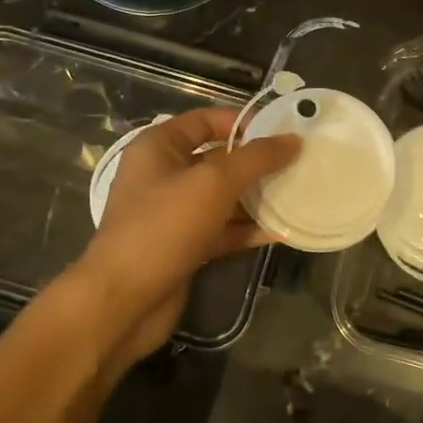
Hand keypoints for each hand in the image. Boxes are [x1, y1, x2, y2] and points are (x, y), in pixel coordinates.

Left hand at [80, 108, 299, 369]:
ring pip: (222, 197)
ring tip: (296, 195)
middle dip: (256, 163)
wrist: (124, 301)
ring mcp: (172, 213)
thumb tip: (293, 140)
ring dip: (256, 197)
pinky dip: (246, 229)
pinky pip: (221, 229)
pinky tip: (280, 231)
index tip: (282, 131)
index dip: (243, 122)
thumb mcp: (213, 183)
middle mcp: (163, 175)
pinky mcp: (183, 246)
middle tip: (298, 164)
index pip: (205, 120)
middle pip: (218, 159)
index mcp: (159, 147)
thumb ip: (256, 159)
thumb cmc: (164, 227)